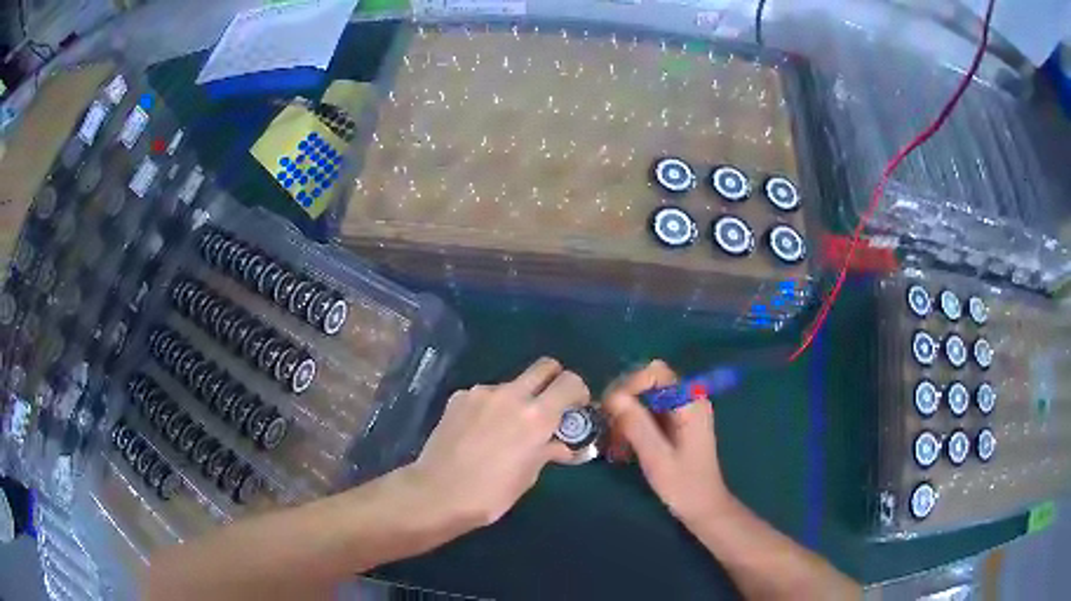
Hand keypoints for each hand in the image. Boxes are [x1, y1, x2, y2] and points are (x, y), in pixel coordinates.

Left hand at [407, 357, 588, 528]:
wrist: (437, 493)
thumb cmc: (491, 494)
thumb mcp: (528, 476)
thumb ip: (548, 451)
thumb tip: (563, 446)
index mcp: (536, 415)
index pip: (570, 381)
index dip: (578, 392)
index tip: (574, 410)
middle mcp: (511, 394)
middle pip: (545, 366)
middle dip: (553, 381)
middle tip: (549, 407)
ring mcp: (481, 392)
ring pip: (512, 383)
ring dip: (518, 398)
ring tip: (506, 429)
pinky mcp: (458, 397)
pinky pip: (484, 395)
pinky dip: (490, 407)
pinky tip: (479, 432)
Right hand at [603, 361, 730, 525]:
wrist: (703, 507)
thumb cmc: (683, 485)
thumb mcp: (657, 458)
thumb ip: (637, 425)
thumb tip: (612, 396)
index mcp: (690, 403)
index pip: (655, 372)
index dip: (630, 384)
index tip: (612, 410)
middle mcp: (688, 399)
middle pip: (647, 381)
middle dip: (624, 401)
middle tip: (608, 427)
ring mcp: (682, 410)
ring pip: (644, 396)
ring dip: (625, 415)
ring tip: (614, 443)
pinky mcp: (675, 422)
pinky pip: (647, 411)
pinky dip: (632, 424)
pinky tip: (622, 447)